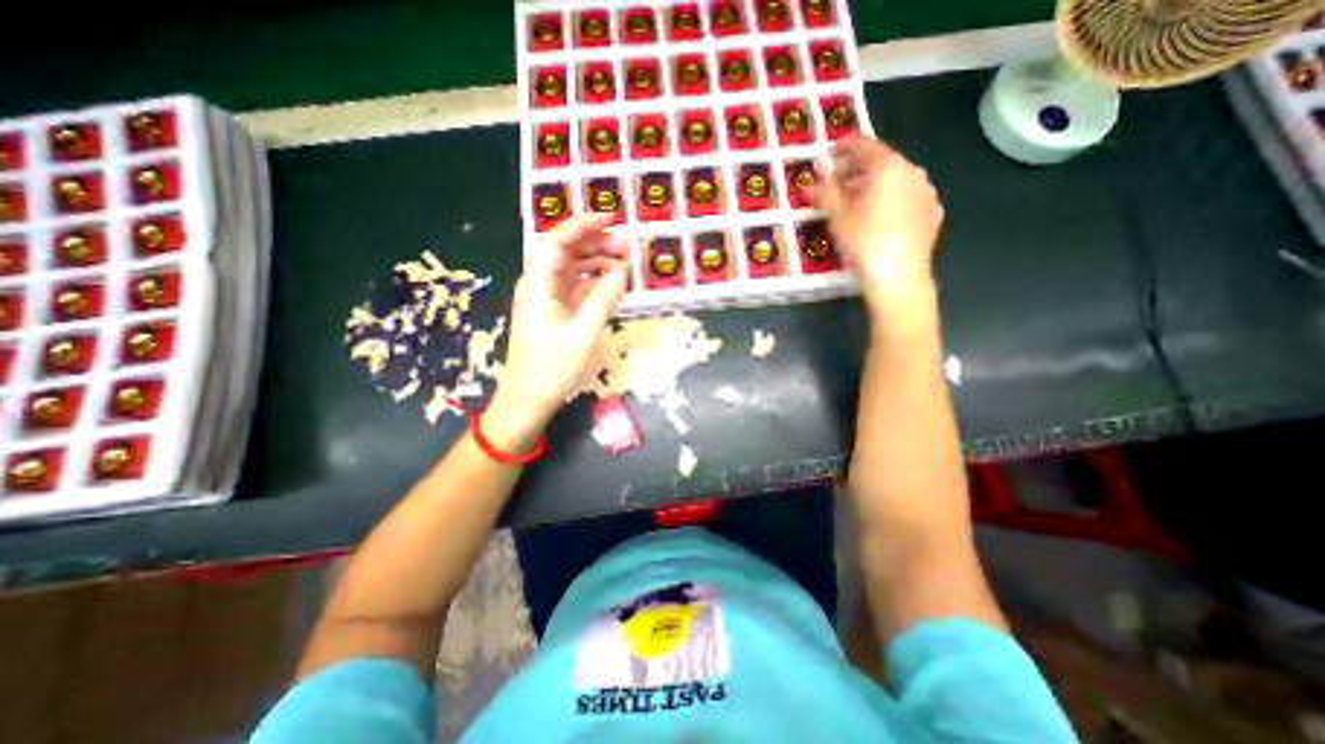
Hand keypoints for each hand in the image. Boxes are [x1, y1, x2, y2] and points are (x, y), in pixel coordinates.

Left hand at [485, 212, 630, 441]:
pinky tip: (612, 284)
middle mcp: (540, 286)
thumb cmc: (549, 371)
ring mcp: (547, 301)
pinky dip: (594, 282)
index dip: (581, 226)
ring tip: (624, 263)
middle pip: (565, 252)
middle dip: (595, 243)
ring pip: (572, 270)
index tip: (610, 219)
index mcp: (538, 286)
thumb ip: (602, 302)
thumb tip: (621, 273)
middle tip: (626, 245)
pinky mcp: (556, 314)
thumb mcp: (581, 337)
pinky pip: (576, 288)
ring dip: (596, 262)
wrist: (527, 402)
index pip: (556, 242)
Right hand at [818, 134, 940, 310]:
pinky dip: (892, 201)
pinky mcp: (932, 214)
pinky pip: (908, 199)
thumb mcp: (836, 217)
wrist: (898, 276)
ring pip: (896, 181)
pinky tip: (881, 218)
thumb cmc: (863, 242)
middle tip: (839, 183)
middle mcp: (912, 172)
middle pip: (882, 163)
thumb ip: (825, 190)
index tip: (833, 150)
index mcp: (888, 167)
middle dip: (858, 170)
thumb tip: (817, 175)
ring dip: (875, 186)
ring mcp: (927, 193)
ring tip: (858, 203)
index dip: (846, 146)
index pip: (865, 146)